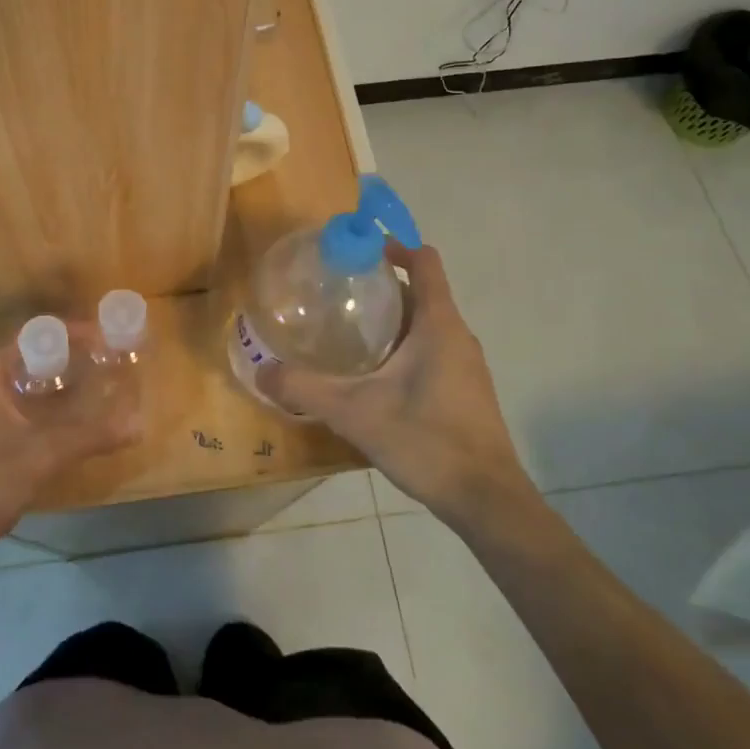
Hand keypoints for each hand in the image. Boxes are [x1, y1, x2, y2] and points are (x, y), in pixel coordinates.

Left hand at [0, 342, 141, 606]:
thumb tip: (139, 422)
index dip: (76, 333)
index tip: (110, 339)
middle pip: (30, 357)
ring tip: (96, 391)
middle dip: (71, 360)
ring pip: (22, 385)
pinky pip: (14, 408)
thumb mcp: (40, 456)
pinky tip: (66, 426)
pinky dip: (42, 410)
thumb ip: (90, 434)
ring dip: (57, 387)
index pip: (36, 334)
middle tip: (109, 365)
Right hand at [257, 242, 533, 524]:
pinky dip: (405, 345)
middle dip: (380, 286)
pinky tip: (375, 376)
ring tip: (349, 331)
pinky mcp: (466, 390)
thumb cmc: (427, 441)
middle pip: (421, 291)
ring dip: (392, 318)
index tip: (356, 253)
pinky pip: (434, 349)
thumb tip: (262, 372)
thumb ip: (306, 390)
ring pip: (427, 323)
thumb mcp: (355, 413)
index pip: (424, 261)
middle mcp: (458, 335)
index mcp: (439, 324)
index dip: (393, 247)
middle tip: (336, 294)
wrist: (487, 501)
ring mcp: (466, 364)